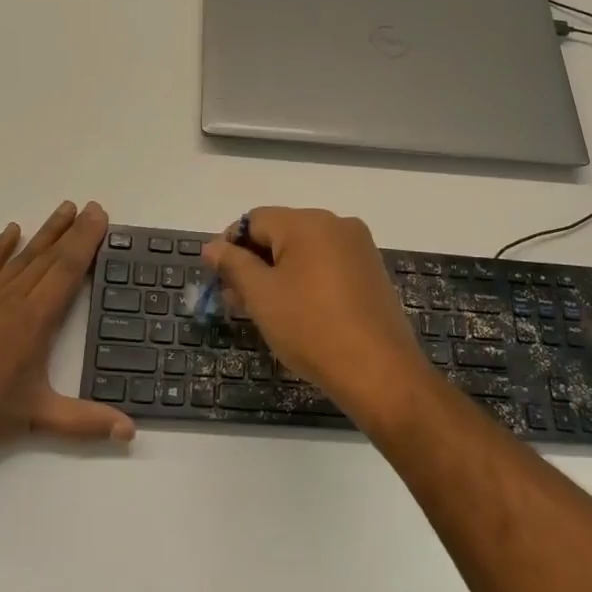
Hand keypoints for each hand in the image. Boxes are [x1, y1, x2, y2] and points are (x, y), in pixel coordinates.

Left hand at [0, 201, 135, 451]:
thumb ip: (85, 422)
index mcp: (35, 320)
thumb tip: (131, 432)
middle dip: (73, 230)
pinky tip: (11, 231)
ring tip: (63, 209)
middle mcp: (13, 299)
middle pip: (49, 256)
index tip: (99, 216)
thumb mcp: (36, 418)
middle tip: (91, 206)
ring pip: (22, 257)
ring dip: (45, 232)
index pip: (67, 270)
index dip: (86, 241)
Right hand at [201, 207, 425, 421]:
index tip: (216, 277)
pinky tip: (295, 310)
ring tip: (261, 308)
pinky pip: (327, 265)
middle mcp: (337, 224)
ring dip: (277, 273)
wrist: (379, 371)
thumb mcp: (261, 296)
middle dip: (253, 261)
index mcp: (309, 222)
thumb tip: (212, 247)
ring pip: (304, 251)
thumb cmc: (311, 328)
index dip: (230, 244)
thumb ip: (233, 265)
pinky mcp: (371, 272)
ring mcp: (359, 248)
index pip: (255, 220)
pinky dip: (305, 280)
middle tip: (234, 298)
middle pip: (281, 232)